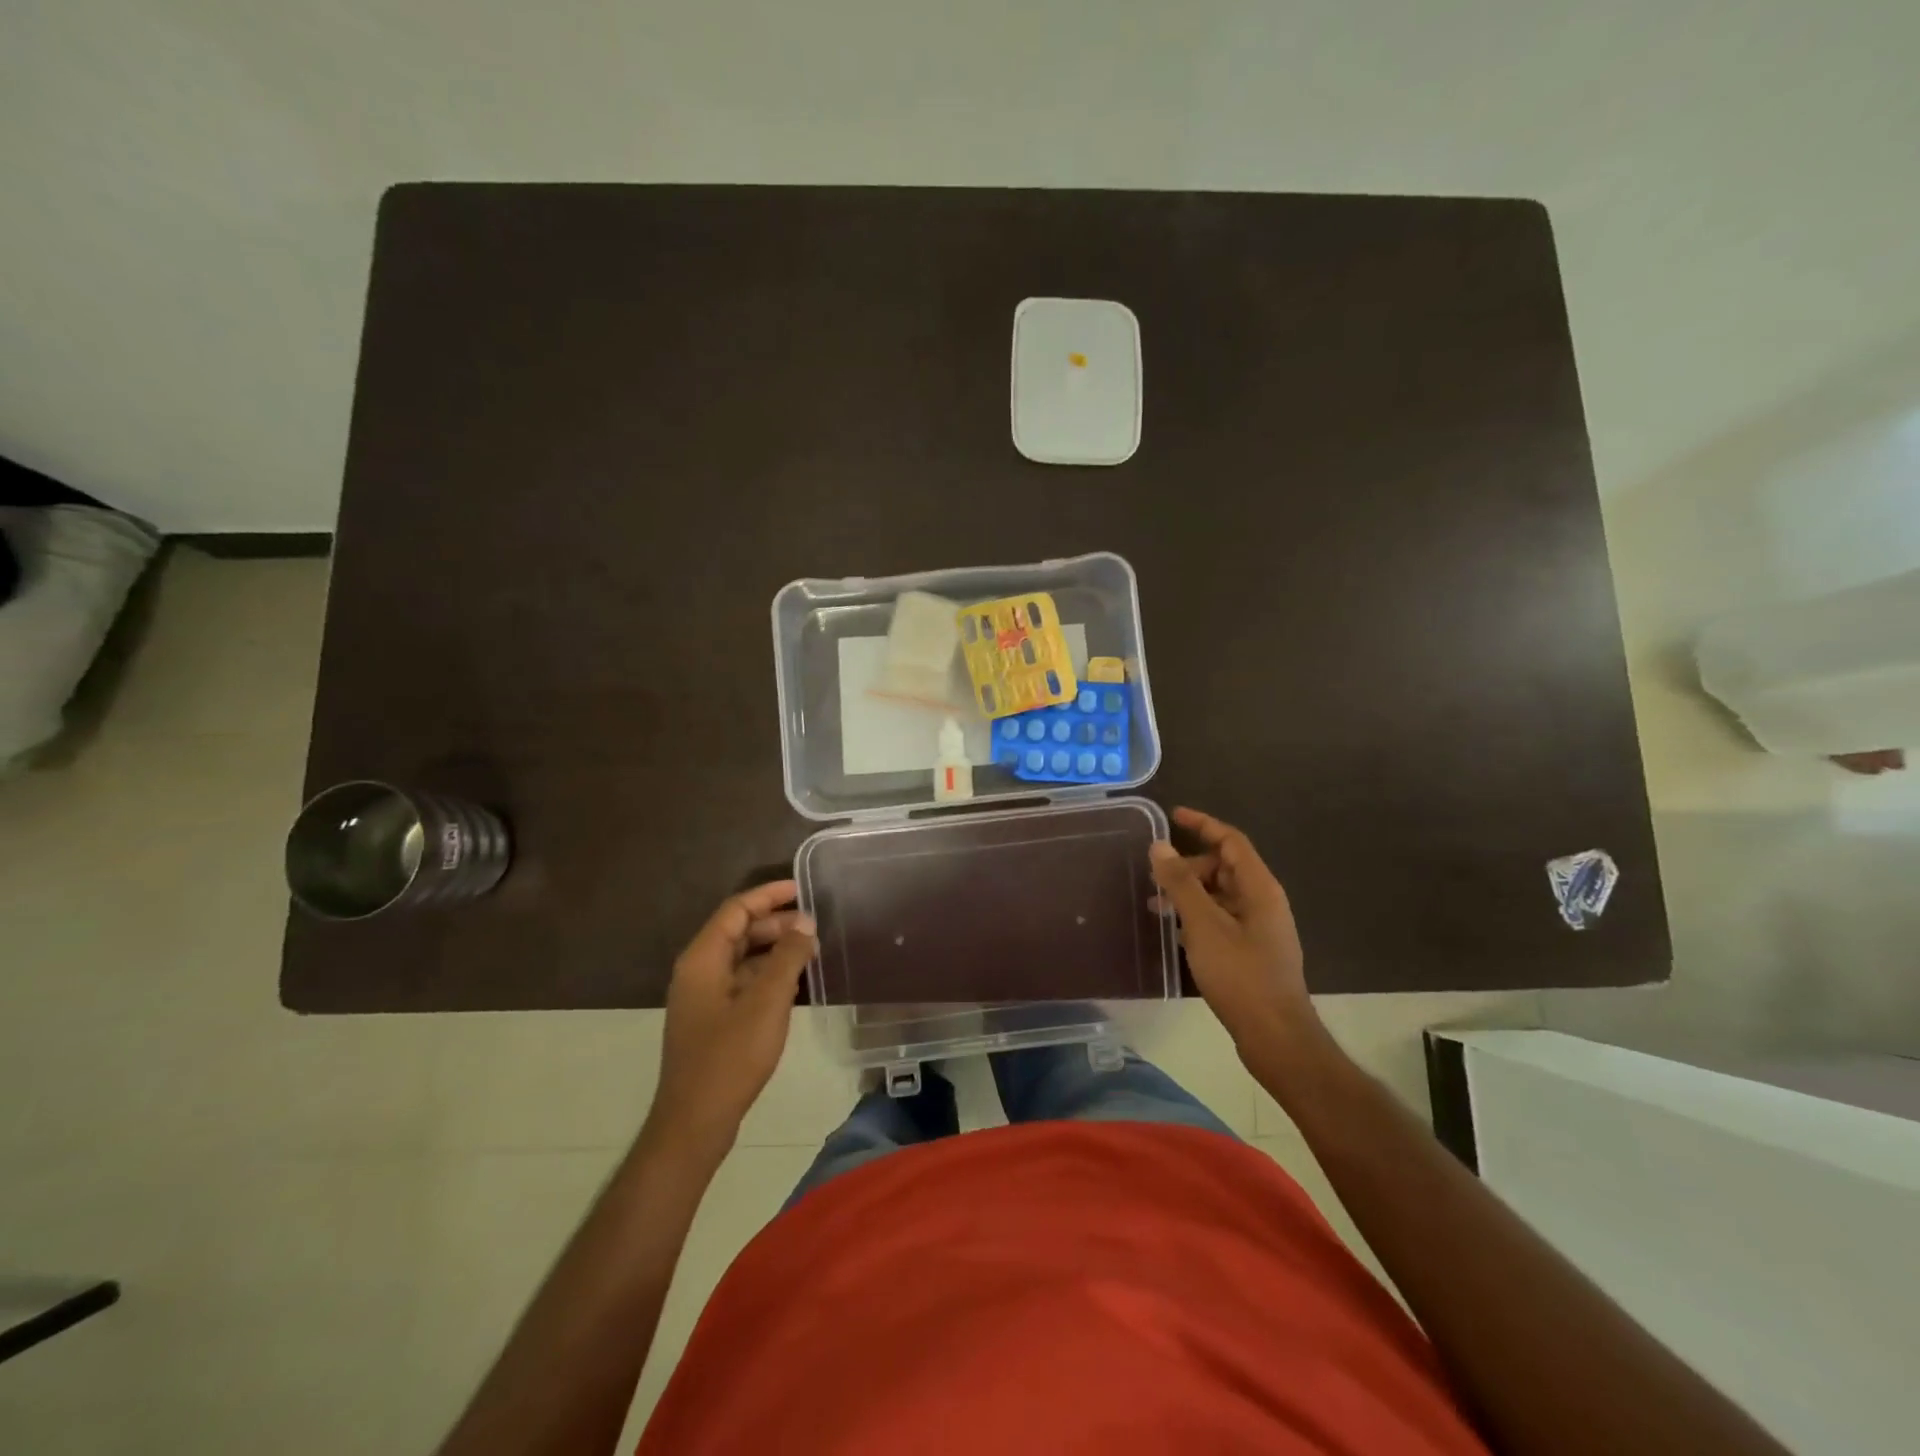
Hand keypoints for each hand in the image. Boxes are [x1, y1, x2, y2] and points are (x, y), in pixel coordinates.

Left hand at [649, 880, 817, 1154]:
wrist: (695, 1122)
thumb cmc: (730, 1056)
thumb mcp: (767, 1001)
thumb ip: (787, 957)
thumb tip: (805, 923)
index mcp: (703, 959)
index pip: (736, 910)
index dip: (769, 895)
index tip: (803, 888)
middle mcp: (699, 971)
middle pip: (739, 932)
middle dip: (776, 923)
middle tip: (816, 925)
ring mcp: (704, 997)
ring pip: (742, 958)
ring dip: (775, 950)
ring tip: (812, 950)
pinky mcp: (713, 1020)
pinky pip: (743, 982)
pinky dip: (768, 974)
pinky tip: (796, 982)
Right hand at [1149, 807, 1316, 1052]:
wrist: (1275, 1036)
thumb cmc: (1240, 975)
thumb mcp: (1204, 925)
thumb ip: (1181, 884)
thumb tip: (1159, 846)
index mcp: (1259, 888)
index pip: (1231, 841)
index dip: (1203, 824)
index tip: (1173, 816)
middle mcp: (1263, 902)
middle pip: (1224, 867)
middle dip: (1189, 866)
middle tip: (1156, 877)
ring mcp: (1259, 929)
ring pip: (1220, 895)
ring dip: (1190, 893)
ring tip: (1155, 905)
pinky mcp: (1251, 952)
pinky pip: (1221, 919)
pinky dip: (1197, 916)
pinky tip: (1175, 931)